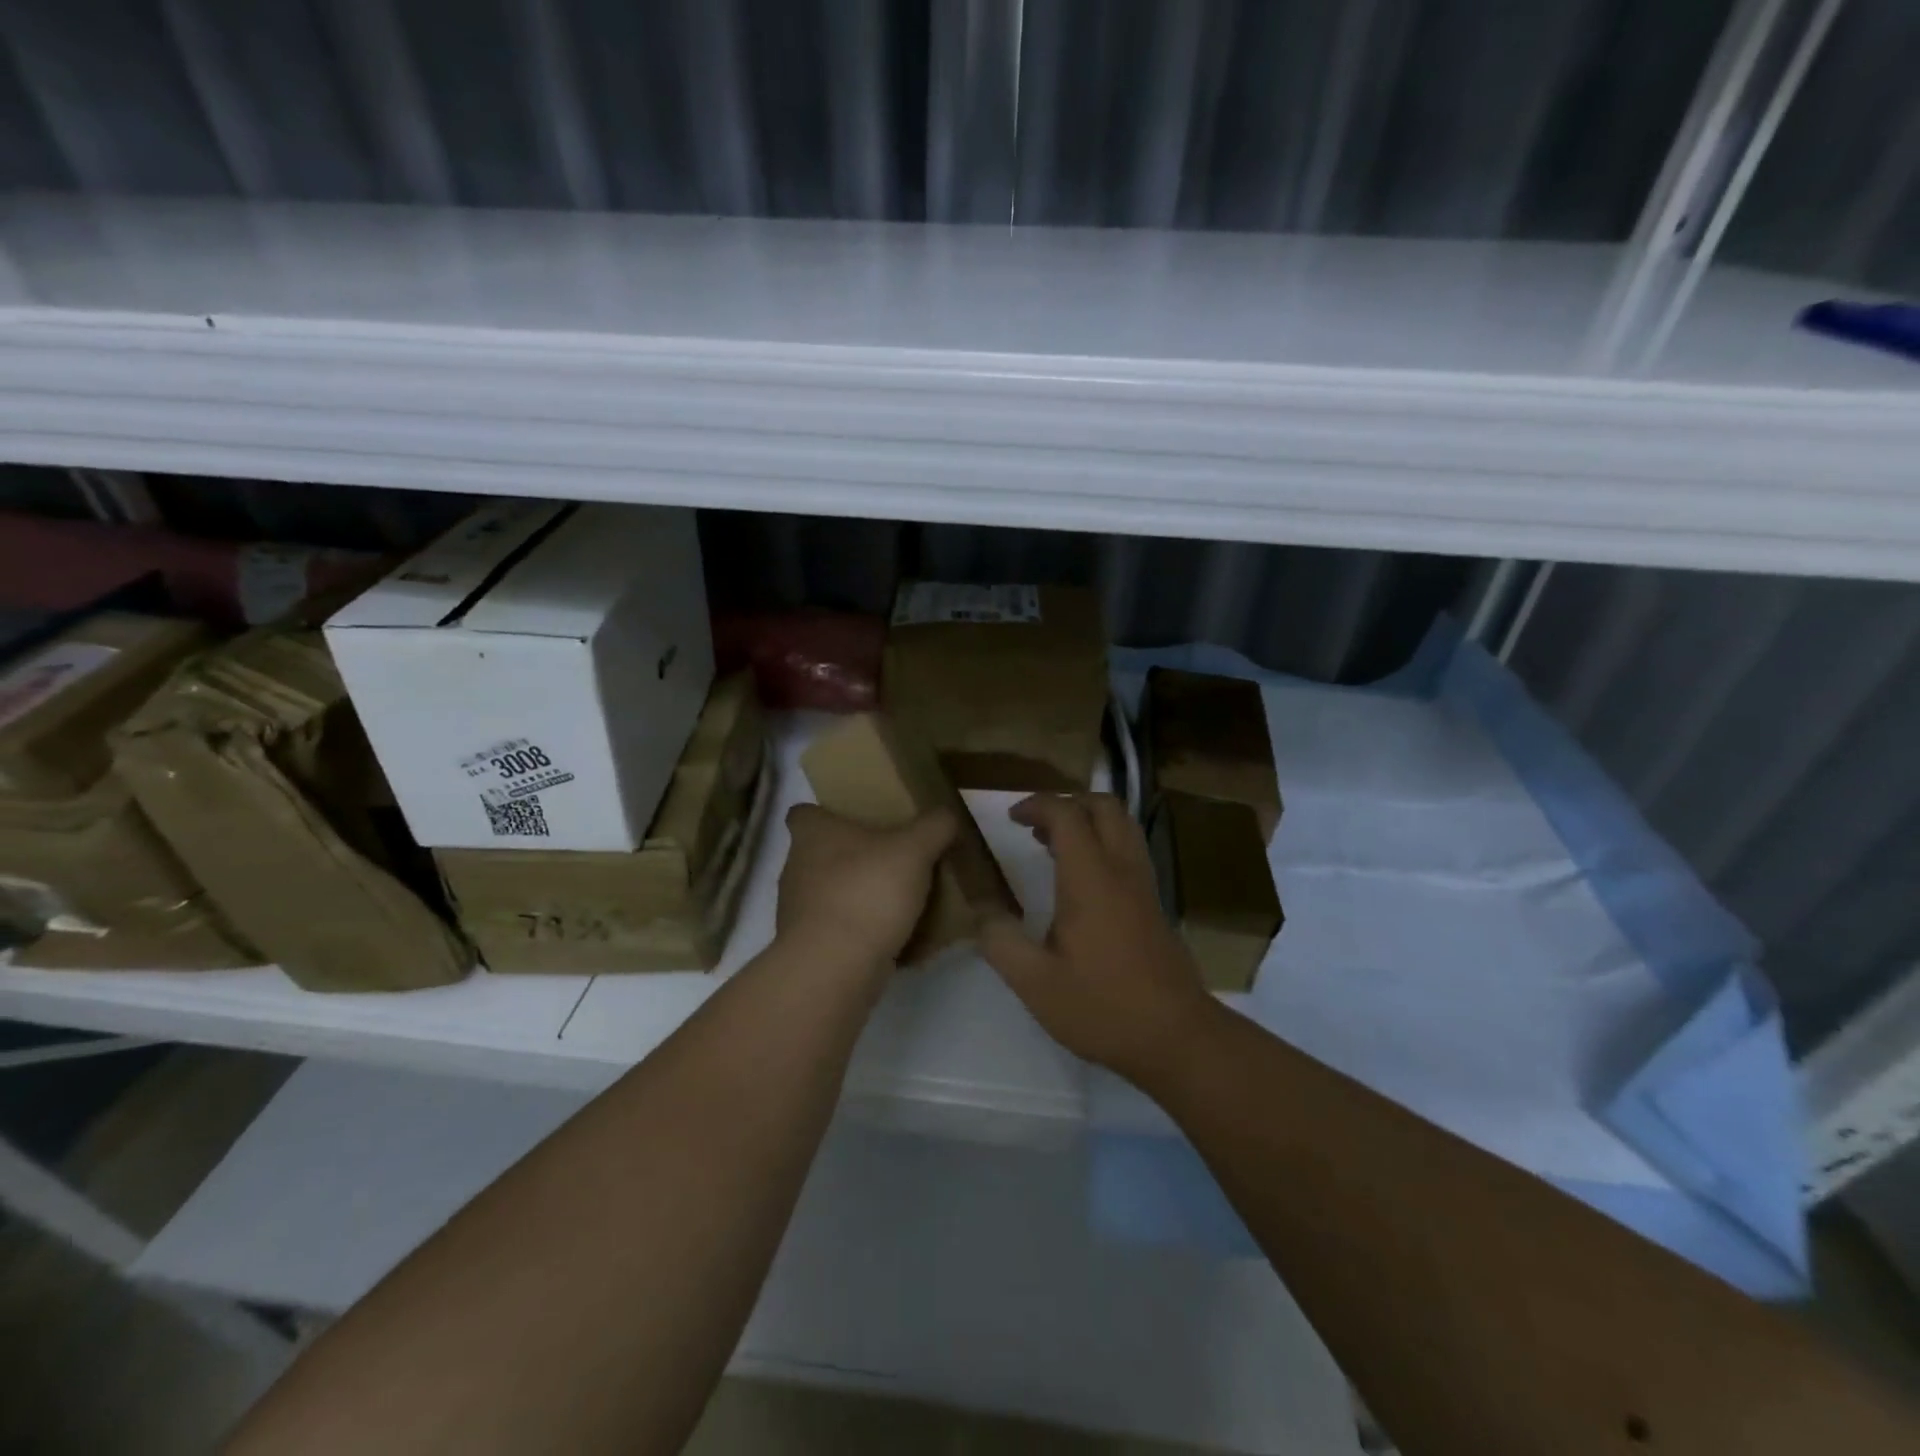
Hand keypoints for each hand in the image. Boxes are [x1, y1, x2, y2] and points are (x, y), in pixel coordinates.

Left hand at [775, 804, 956, 972]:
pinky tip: (895, 939)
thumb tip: (946, 814)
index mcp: (812, 834)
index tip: (855, 818)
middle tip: (891, 858)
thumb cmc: (867, 892)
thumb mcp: (914, 849)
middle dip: (852, 856)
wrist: (834, 968)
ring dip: (858, 895)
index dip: (826, 812)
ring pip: (830, 893)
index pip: (803, 812)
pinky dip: (861, 932)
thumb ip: (934, 826)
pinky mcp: (809, 948)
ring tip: (899, 900)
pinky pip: (839, 931)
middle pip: (821, 853)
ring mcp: (798, 911)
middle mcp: (796, 868)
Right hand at [982, 793, 1218, 1082]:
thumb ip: (1001, 941)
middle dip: (1067, 803)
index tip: (1011, 818)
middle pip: (1104, 806)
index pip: (1067, 814)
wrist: (1177, 1037)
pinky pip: (1130, 850)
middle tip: (1035, 826)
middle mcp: (1122, 870)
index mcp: (1091, 878)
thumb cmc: (1103, 1006)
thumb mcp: (1036, 983)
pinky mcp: (1155, 904)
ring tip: (1053, 846)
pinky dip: (1104, 843)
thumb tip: (982, 911)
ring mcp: (1144, 886)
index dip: (1037, 805)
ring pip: (1123, 826)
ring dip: (1088, 821)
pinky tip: (1081, 880)